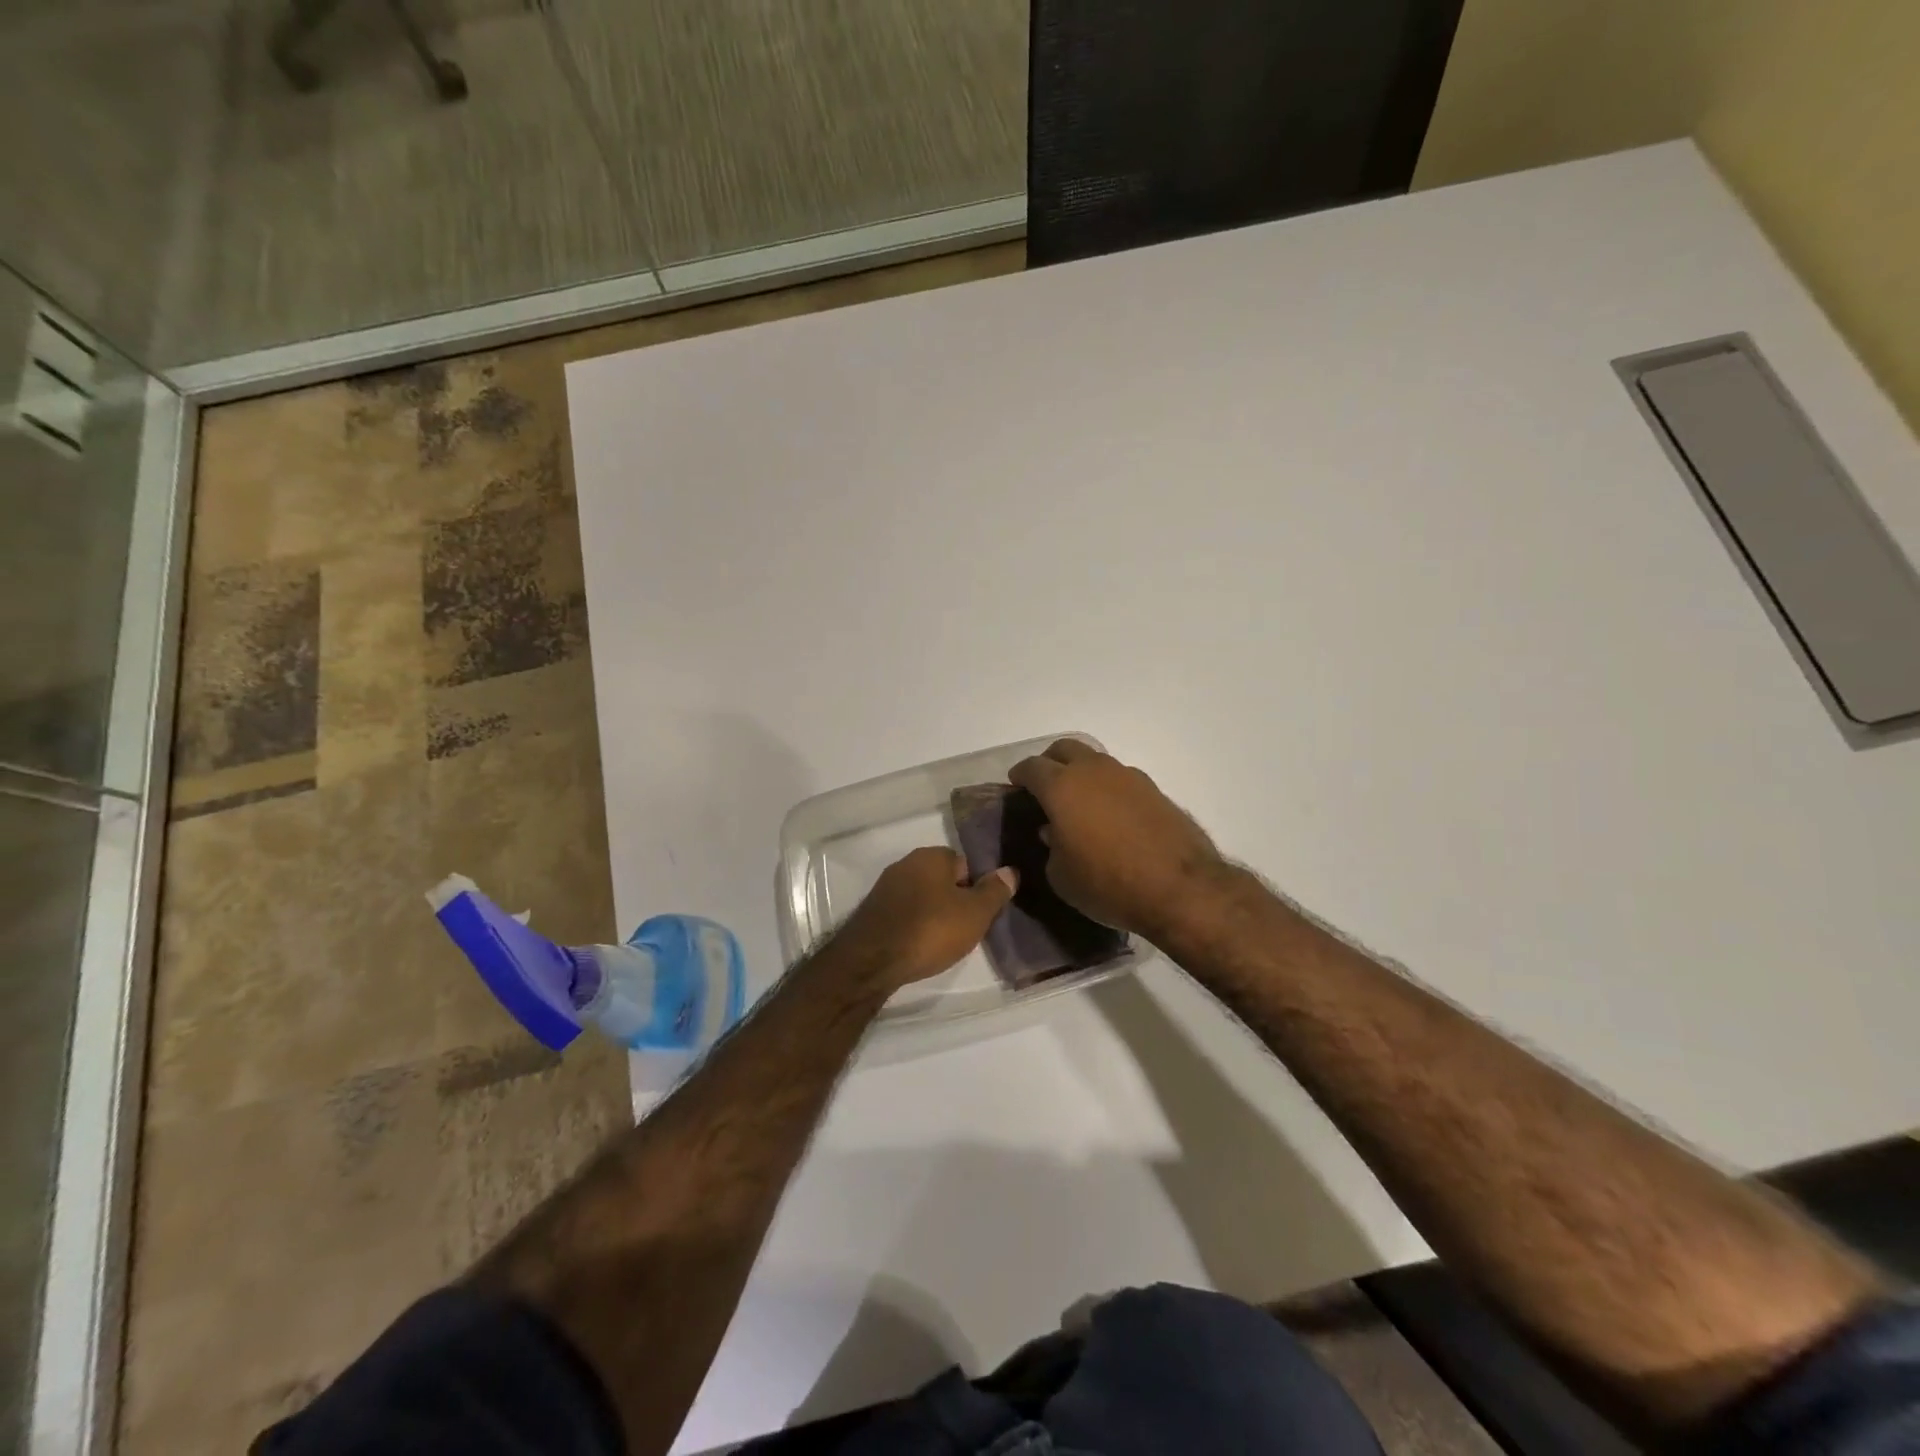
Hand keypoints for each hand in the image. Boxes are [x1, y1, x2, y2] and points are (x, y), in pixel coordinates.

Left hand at [832, 847, 1016, 995]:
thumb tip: (1010, 871)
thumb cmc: (930, 930)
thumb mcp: (975, 914)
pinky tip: (917, 945)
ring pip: (922, 896)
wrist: (872, 960)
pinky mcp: (872, 910)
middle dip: (953, 901)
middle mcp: (907, 863)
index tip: (979, 914)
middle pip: (942, 880)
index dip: (975, 888)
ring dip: (932, 914)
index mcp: (932, 855)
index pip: (965, 864)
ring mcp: (886, 886)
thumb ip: (994, 891)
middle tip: (963, 930)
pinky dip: (913, 925)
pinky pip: (904, 912)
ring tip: (941, 942)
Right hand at [1008, 739, 1225, 941]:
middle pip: (1064, 749)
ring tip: (1080, 803)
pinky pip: (1121, 779)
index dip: (1019, 775)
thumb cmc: (1107, 884)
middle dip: (1050, 762)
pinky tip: (1111, 815)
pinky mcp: (1154, 790)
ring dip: (1082, 774)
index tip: (1015, 786)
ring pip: (1096, 761)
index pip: (1031, 767)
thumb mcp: (1061, 876)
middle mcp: (1093, 771)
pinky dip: (1109, 789)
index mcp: (1062, 786)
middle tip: (1044, 786)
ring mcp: (1128, 777)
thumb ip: (1050, 848)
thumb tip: (1053, 832)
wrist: (1179, 889)